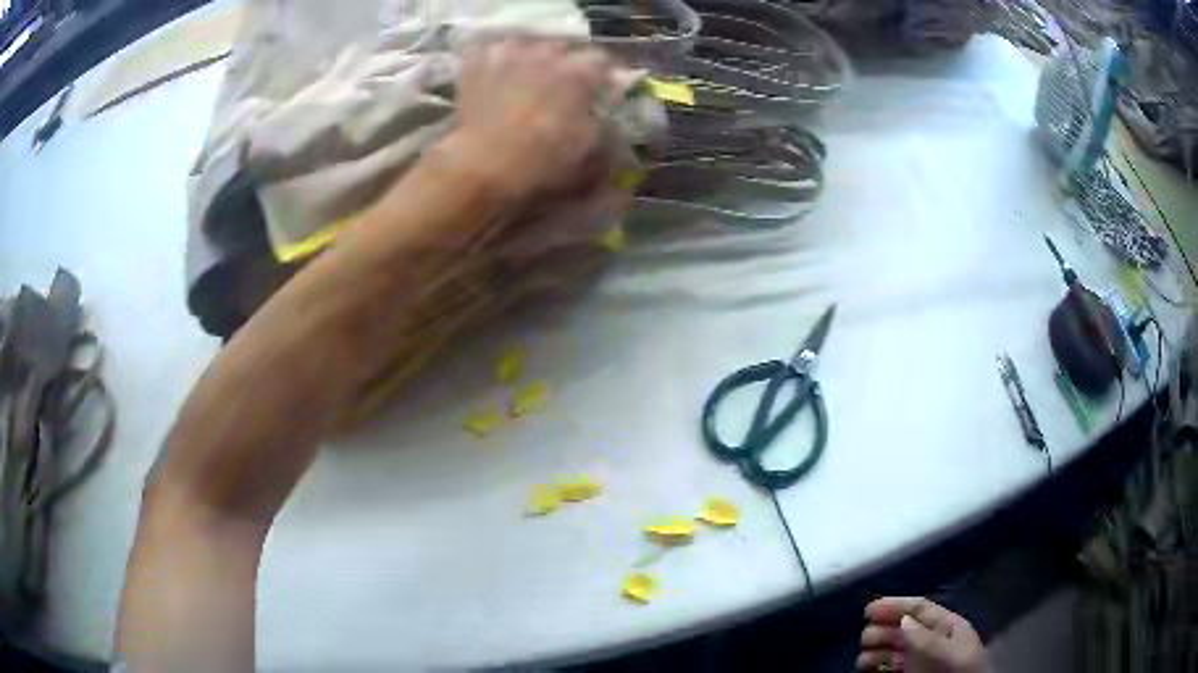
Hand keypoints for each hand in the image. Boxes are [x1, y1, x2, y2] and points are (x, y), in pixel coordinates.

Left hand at [449, 38, 614, 199]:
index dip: (605, 76)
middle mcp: (547, 53)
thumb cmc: (543, 162)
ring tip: (528, 77)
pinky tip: (496, 74)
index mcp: (580, 72)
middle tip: (564, 85)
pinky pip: (491, 49)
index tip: (603, 89)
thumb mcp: (591, 153)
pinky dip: (496, 59)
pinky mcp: (477, 63)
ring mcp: (509, 53)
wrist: (483, 166)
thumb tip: (614, 116)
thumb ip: (610, 128)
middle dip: (568, 63)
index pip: (604, 60)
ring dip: (533, 58)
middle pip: (565, 47)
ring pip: (528, 44)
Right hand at [859, 597, 990, 672]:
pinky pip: (893, 667)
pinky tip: (869, 669)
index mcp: (946, 625)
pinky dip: (879, 666)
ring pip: (896, 649)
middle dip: (882, 629)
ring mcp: (924, 659)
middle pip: (904, 628)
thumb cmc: (958, 669)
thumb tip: (902, 620)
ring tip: (862, 659)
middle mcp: (933, 639)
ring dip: (877, 650)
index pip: (919, 608)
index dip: (894, 605)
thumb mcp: (945, 650)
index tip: (868, 610)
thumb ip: (925, 636)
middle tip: (864, 638)